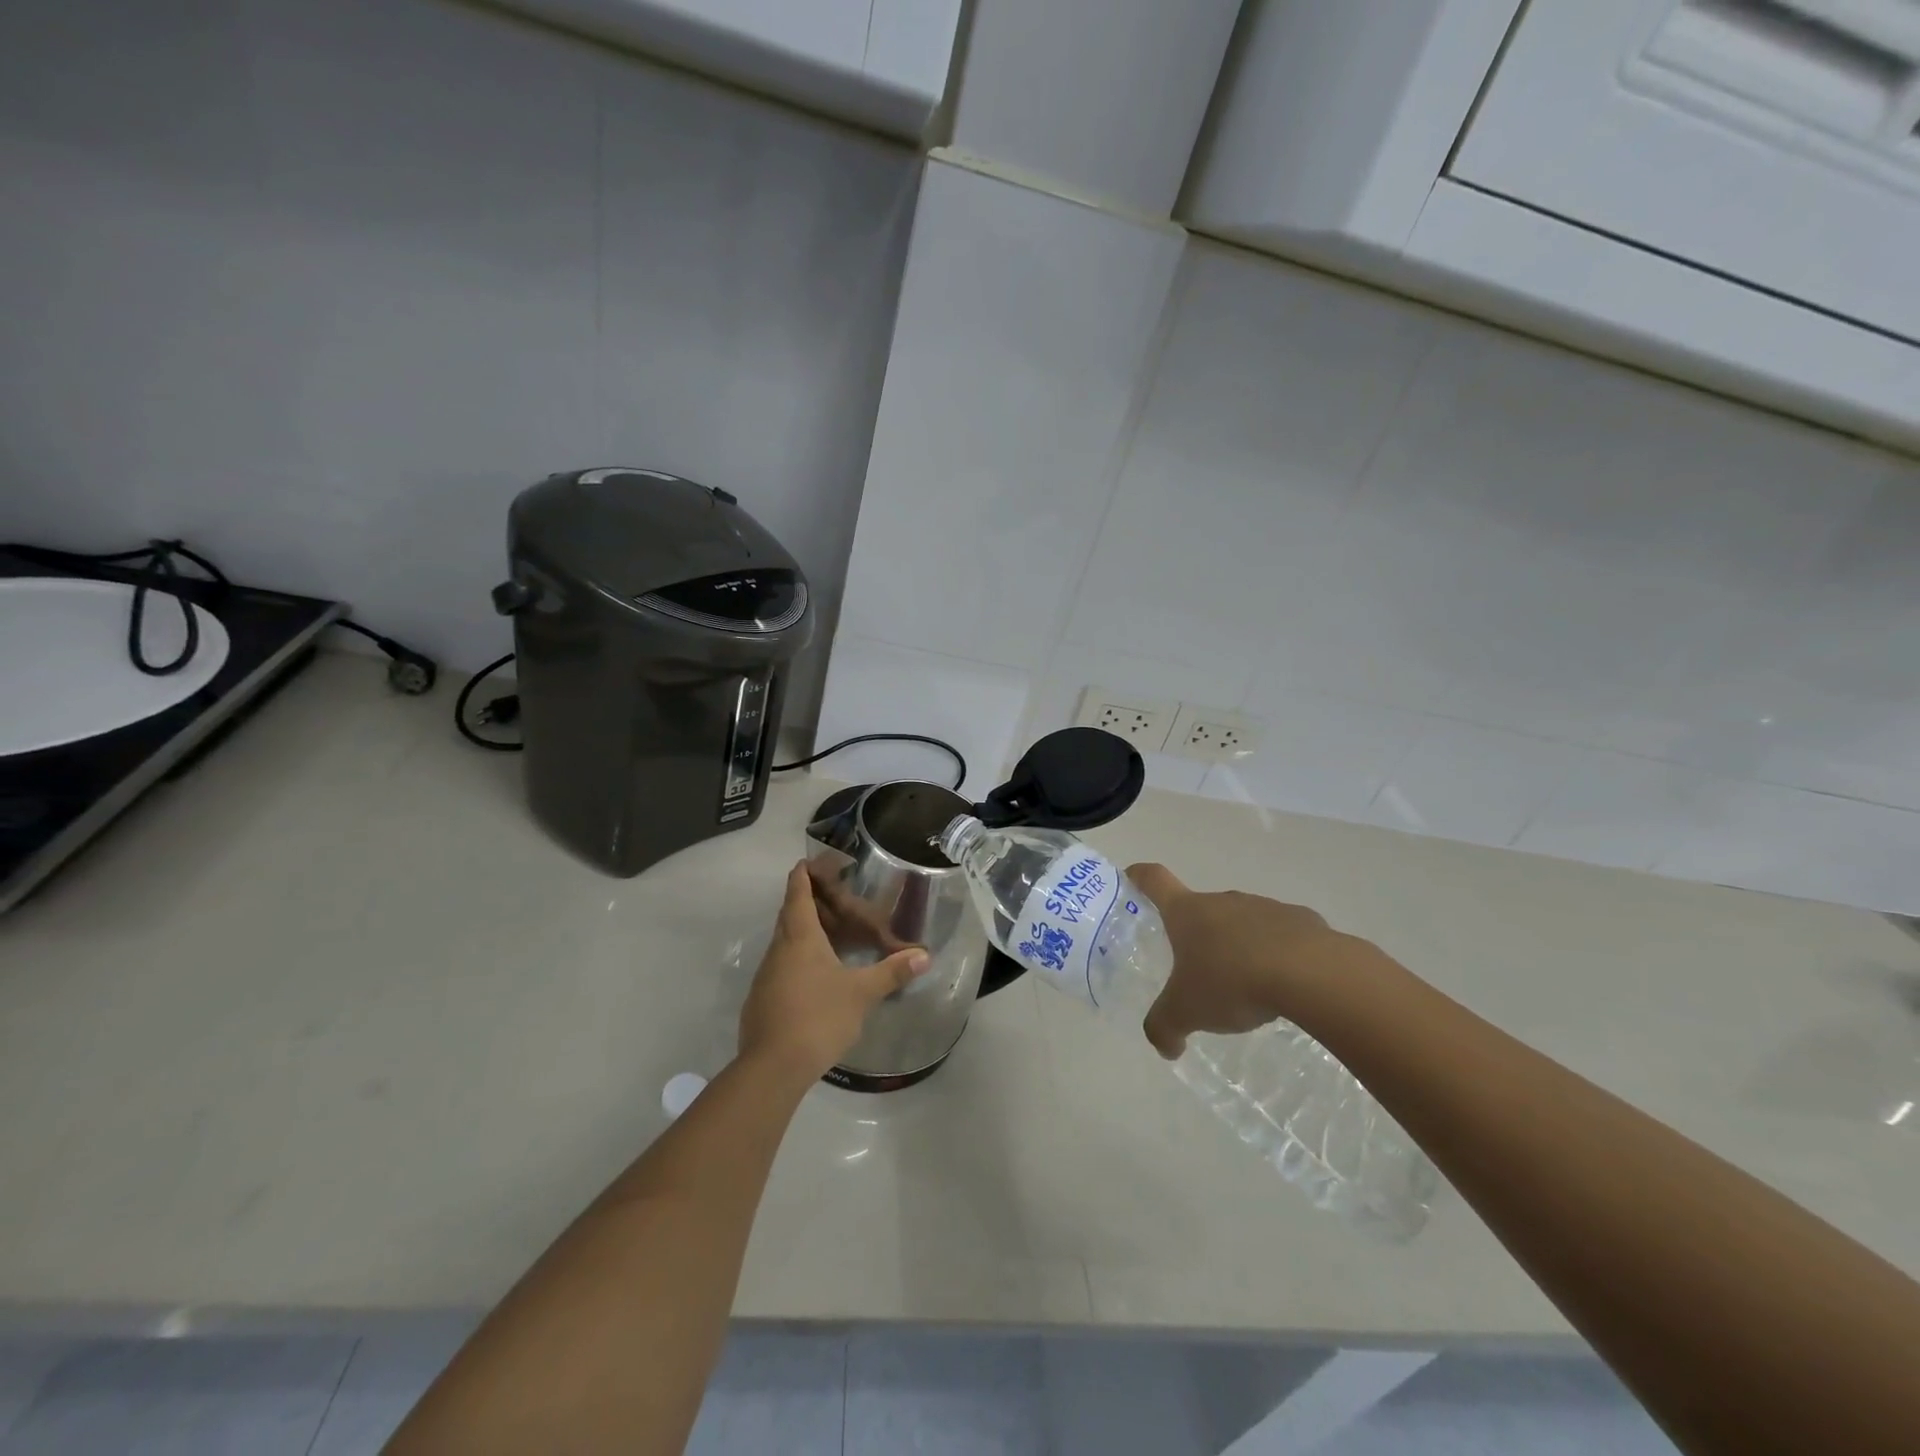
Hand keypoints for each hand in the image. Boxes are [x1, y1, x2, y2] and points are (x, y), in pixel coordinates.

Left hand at [739, 863, 930, 1083]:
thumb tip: (924, 955)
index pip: (797, 893)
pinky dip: (798, 959)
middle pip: (789, 915)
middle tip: (833, 897)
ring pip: (784, 942)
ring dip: (803, 932)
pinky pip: (781, 967)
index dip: (803, 874)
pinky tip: (816, 975)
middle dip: (807, 901)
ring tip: (830, 934)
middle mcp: (778, 949)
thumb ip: (892, 972)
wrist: (772, 1067)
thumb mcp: (862, 993)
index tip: (809, 860)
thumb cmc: (818, 1017)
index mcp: (800, 937)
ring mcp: (766, 975)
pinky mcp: (762, 1000)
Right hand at [1127, 863, 1377, 1059]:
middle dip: (1196, 933)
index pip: (1154, 879)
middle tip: (1196, 969)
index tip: (1132, 879)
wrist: (1311, 974)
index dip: (1139, 877)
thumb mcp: (1187, 1013)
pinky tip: (1286, 985)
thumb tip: (1164, 1046)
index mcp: (1187, 912)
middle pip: (1200, 907)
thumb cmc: (1232, 981)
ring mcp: (1265, 907)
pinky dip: (1278, 954)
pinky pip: (1282, 935)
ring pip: (1242, 922)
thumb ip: (1165, 1028)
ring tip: (1246, 985)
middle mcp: (1223, 901)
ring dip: (1238, 945)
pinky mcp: (1303, 921)